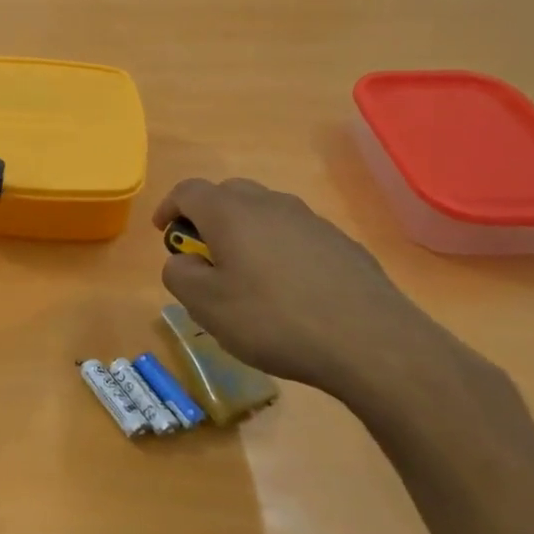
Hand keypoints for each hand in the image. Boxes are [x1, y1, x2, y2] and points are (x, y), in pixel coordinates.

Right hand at [153, 177, 466, 411]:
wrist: (370, 342)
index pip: (188, 191)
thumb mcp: (206, 306)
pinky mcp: (341, 243)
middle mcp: (270, 204)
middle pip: (228, 194)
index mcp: (230, 213)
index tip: (163, 233)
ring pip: (264, 212)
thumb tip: (182, 261)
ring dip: (244, 232)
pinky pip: (295, 234)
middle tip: (202, 253)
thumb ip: (179, 275)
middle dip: (207, 216)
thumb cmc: (273, 320)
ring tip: (244, 273)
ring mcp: (310, 221)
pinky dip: (278, 248)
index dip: (169, 208)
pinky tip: (286, 289)